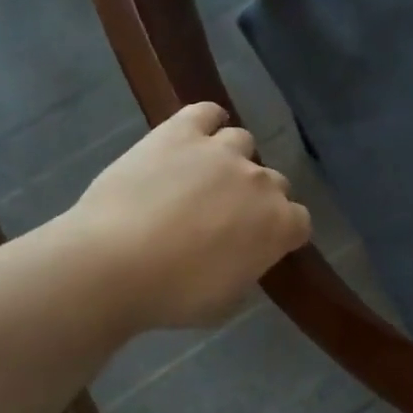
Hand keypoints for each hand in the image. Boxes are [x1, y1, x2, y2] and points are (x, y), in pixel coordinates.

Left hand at [65, 102, 310, 328]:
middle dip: (255, 198)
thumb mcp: (227, 299)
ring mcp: (222, 151)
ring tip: (203, 177)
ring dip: (231, 159)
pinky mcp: (182, 133)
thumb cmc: (173, 295)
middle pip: (274, 182)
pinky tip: (196, 134)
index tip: (259, 245)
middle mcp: (260, 181)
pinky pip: (206, 112)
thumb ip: (247, 268)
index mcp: (278, 225)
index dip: (281, 233)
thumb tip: (243, 255)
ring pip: (242, 142)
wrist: (113, 264)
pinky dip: (207, 120)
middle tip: (224, 217)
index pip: (299, 222)